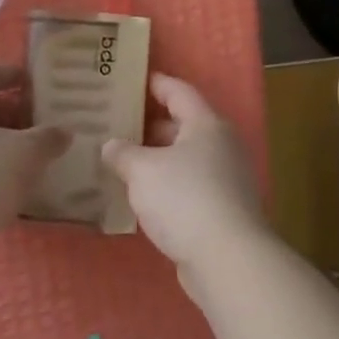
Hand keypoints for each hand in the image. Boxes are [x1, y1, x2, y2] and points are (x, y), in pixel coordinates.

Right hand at [101, 74, 269, 274]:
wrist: (228, 259)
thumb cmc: (184, 199)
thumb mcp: (142, 171)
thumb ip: (122, 154)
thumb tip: (110, 146)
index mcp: (206, 125)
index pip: (179, 92)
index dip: (156, 83)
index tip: (133, 79)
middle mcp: (221, 146)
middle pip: (182, 126)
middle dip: (149, 125)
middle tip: (116, 124)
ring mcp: (226, 179)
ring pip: (184, 159)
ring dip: (156, 159)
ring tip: (122, 160)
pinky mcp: (223, 210)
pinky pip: (188, 186)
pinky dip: (166, 185)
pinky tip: (141, 196)